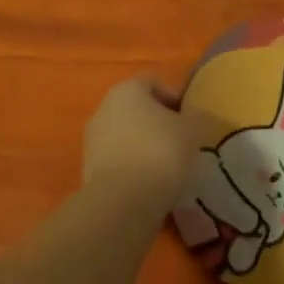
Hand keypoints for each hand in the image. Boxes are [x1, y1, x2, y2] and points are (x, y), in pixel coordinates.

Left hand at [82, 76, 201, 206]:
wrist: (124, 200)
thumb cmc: (162, 151)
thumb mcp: (193, 130)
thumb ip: (196, 117)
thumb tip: (196, 117)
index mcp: (127, 89)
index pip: (153, 82)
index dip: (175, 97)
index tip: (190, 118)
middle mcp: (104, 108)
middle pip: (136, 108)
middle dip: (158, 122)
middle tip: (180, 140)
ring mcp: (92, 139)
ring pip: (125, 134)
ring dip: (144, 144)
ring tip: (167, 165)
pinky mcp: (88, 168)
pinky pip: (117, 158)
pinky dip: (132, 164)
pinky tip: (150, 181)